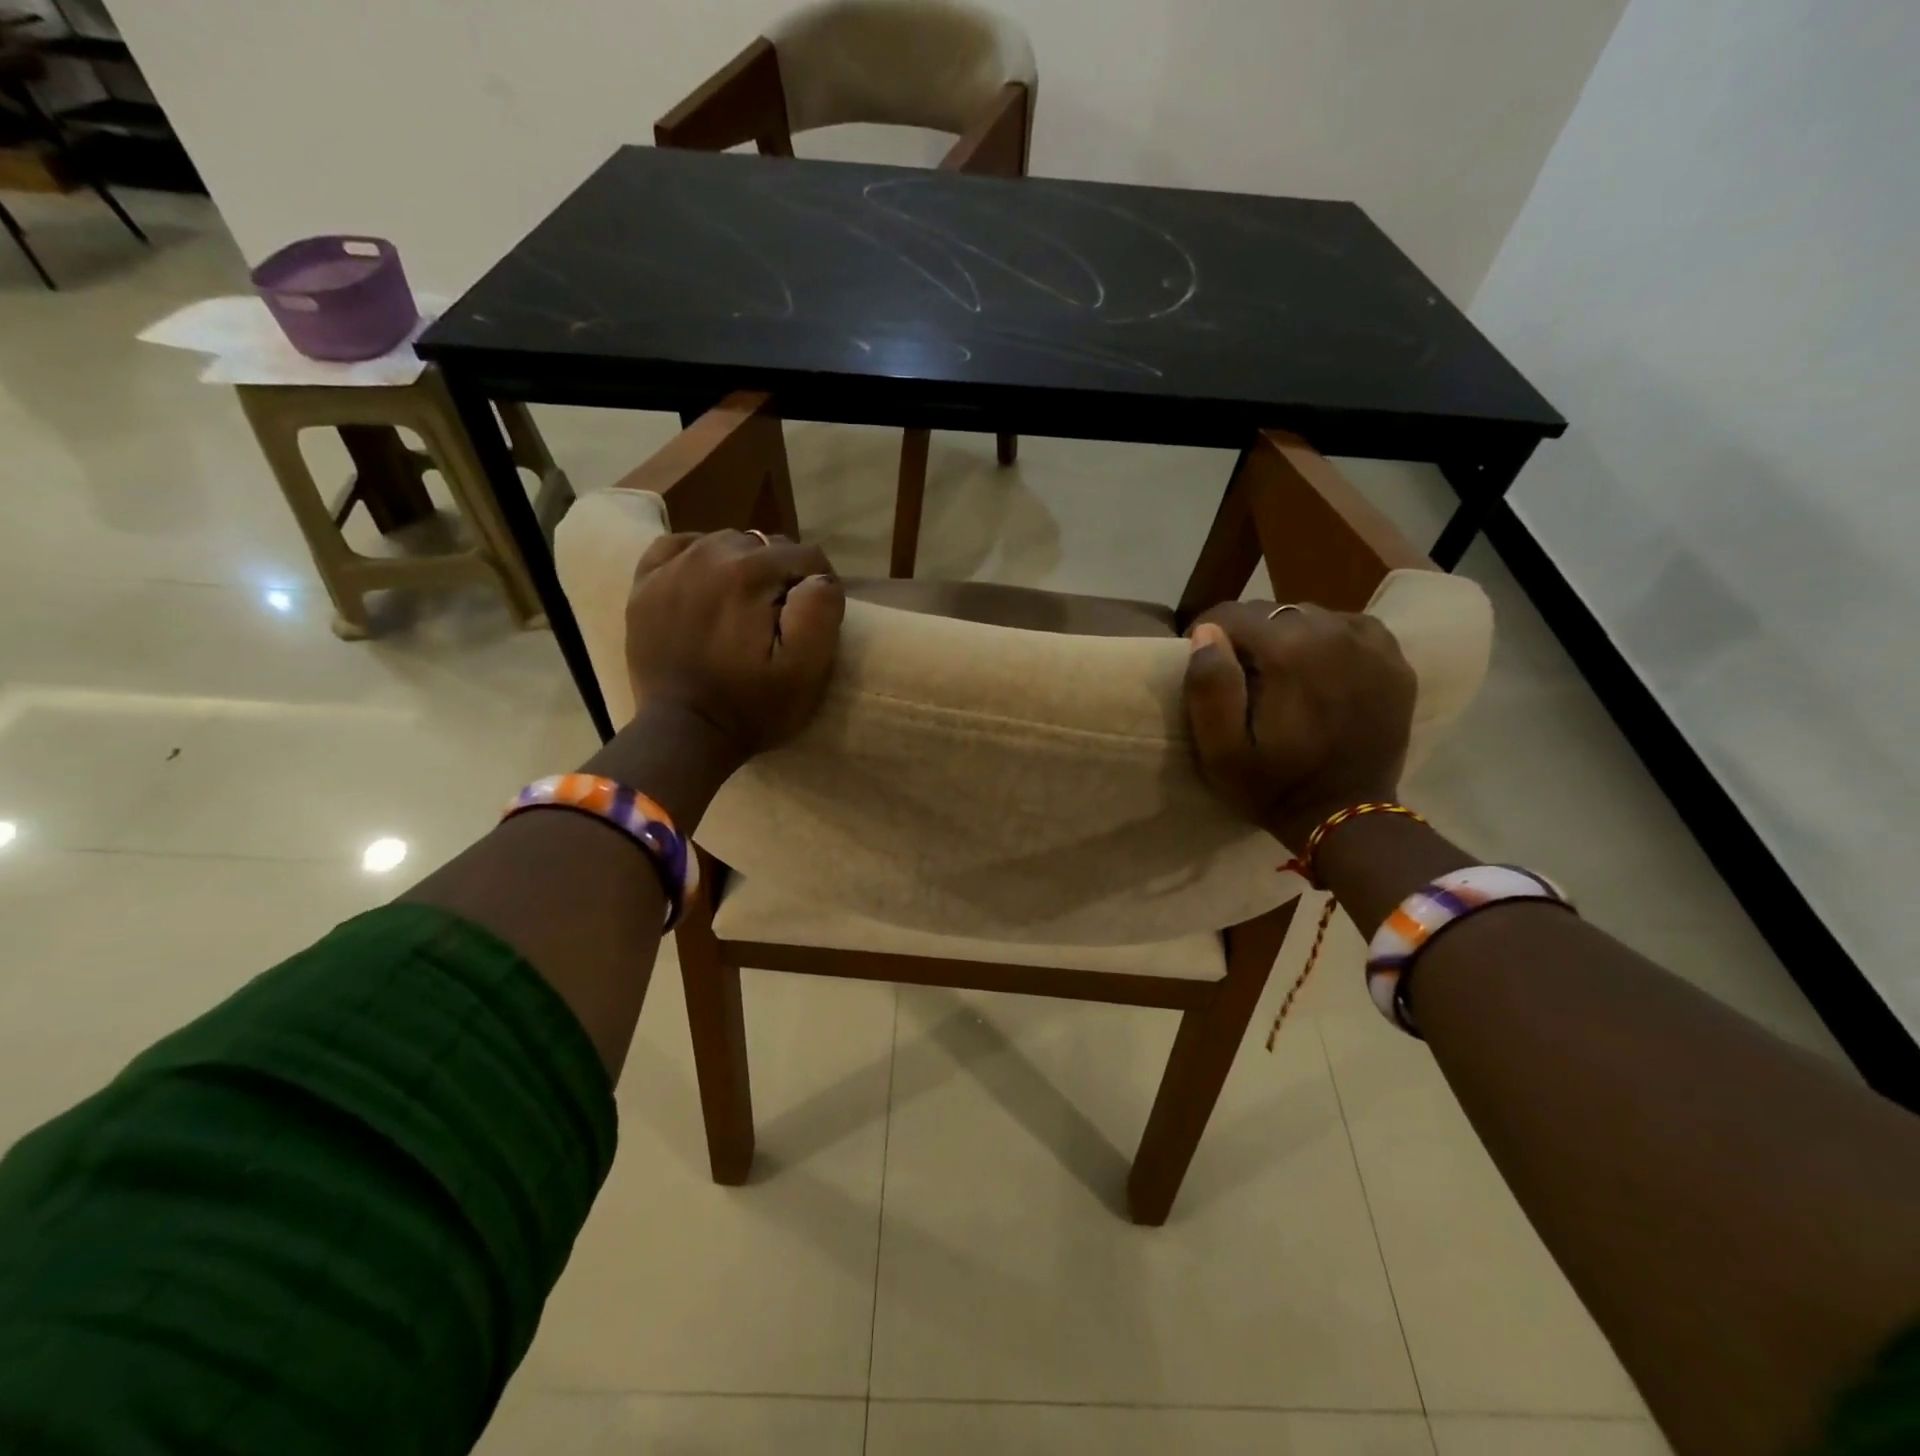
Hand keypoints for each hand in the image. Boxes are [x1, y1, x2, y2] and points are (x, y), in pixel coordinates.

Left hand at [625, 529, 844, 765]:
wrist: (682, 734)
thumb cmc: (751, 707)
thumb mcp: (806, 671)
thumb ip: (821, 612)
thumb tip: (819, 578)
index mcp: (750, 573)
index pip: (806, 556)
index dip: (819, 585)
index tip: (813, 618)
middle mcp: (708, 554)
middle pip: (765, 545)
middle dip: (781, 575)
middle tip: (779, 618)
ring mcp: (671, 567)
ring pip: (725, 542)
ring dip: (743, 566)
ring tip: (745, 607)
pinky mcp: (644, 584)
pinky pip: (678, 546)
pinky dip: (698, 557)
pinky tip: (706, 585)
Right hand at [1183, 601, 1416, 850]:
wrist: (1348, 816)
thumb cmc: (1274, 786)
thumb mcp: (1220, 751)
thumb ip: (1208, 687)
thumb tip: (1205, 633)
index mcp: (1287, 651)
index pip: (1231, 614)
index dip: (1206, 634)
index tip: (1204, 663)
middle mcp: (1332, 632)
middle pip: (1271, 611)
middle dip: (1248, 637)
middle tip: (1241, 676)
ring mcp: (1370, 644)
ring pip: (1310, 615)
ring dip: (1287, 637)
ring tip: (1280, 674)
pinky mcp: (1394, 660)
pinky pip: (1350, 627)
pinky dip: (1329, 640)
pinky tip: (1320, 668)